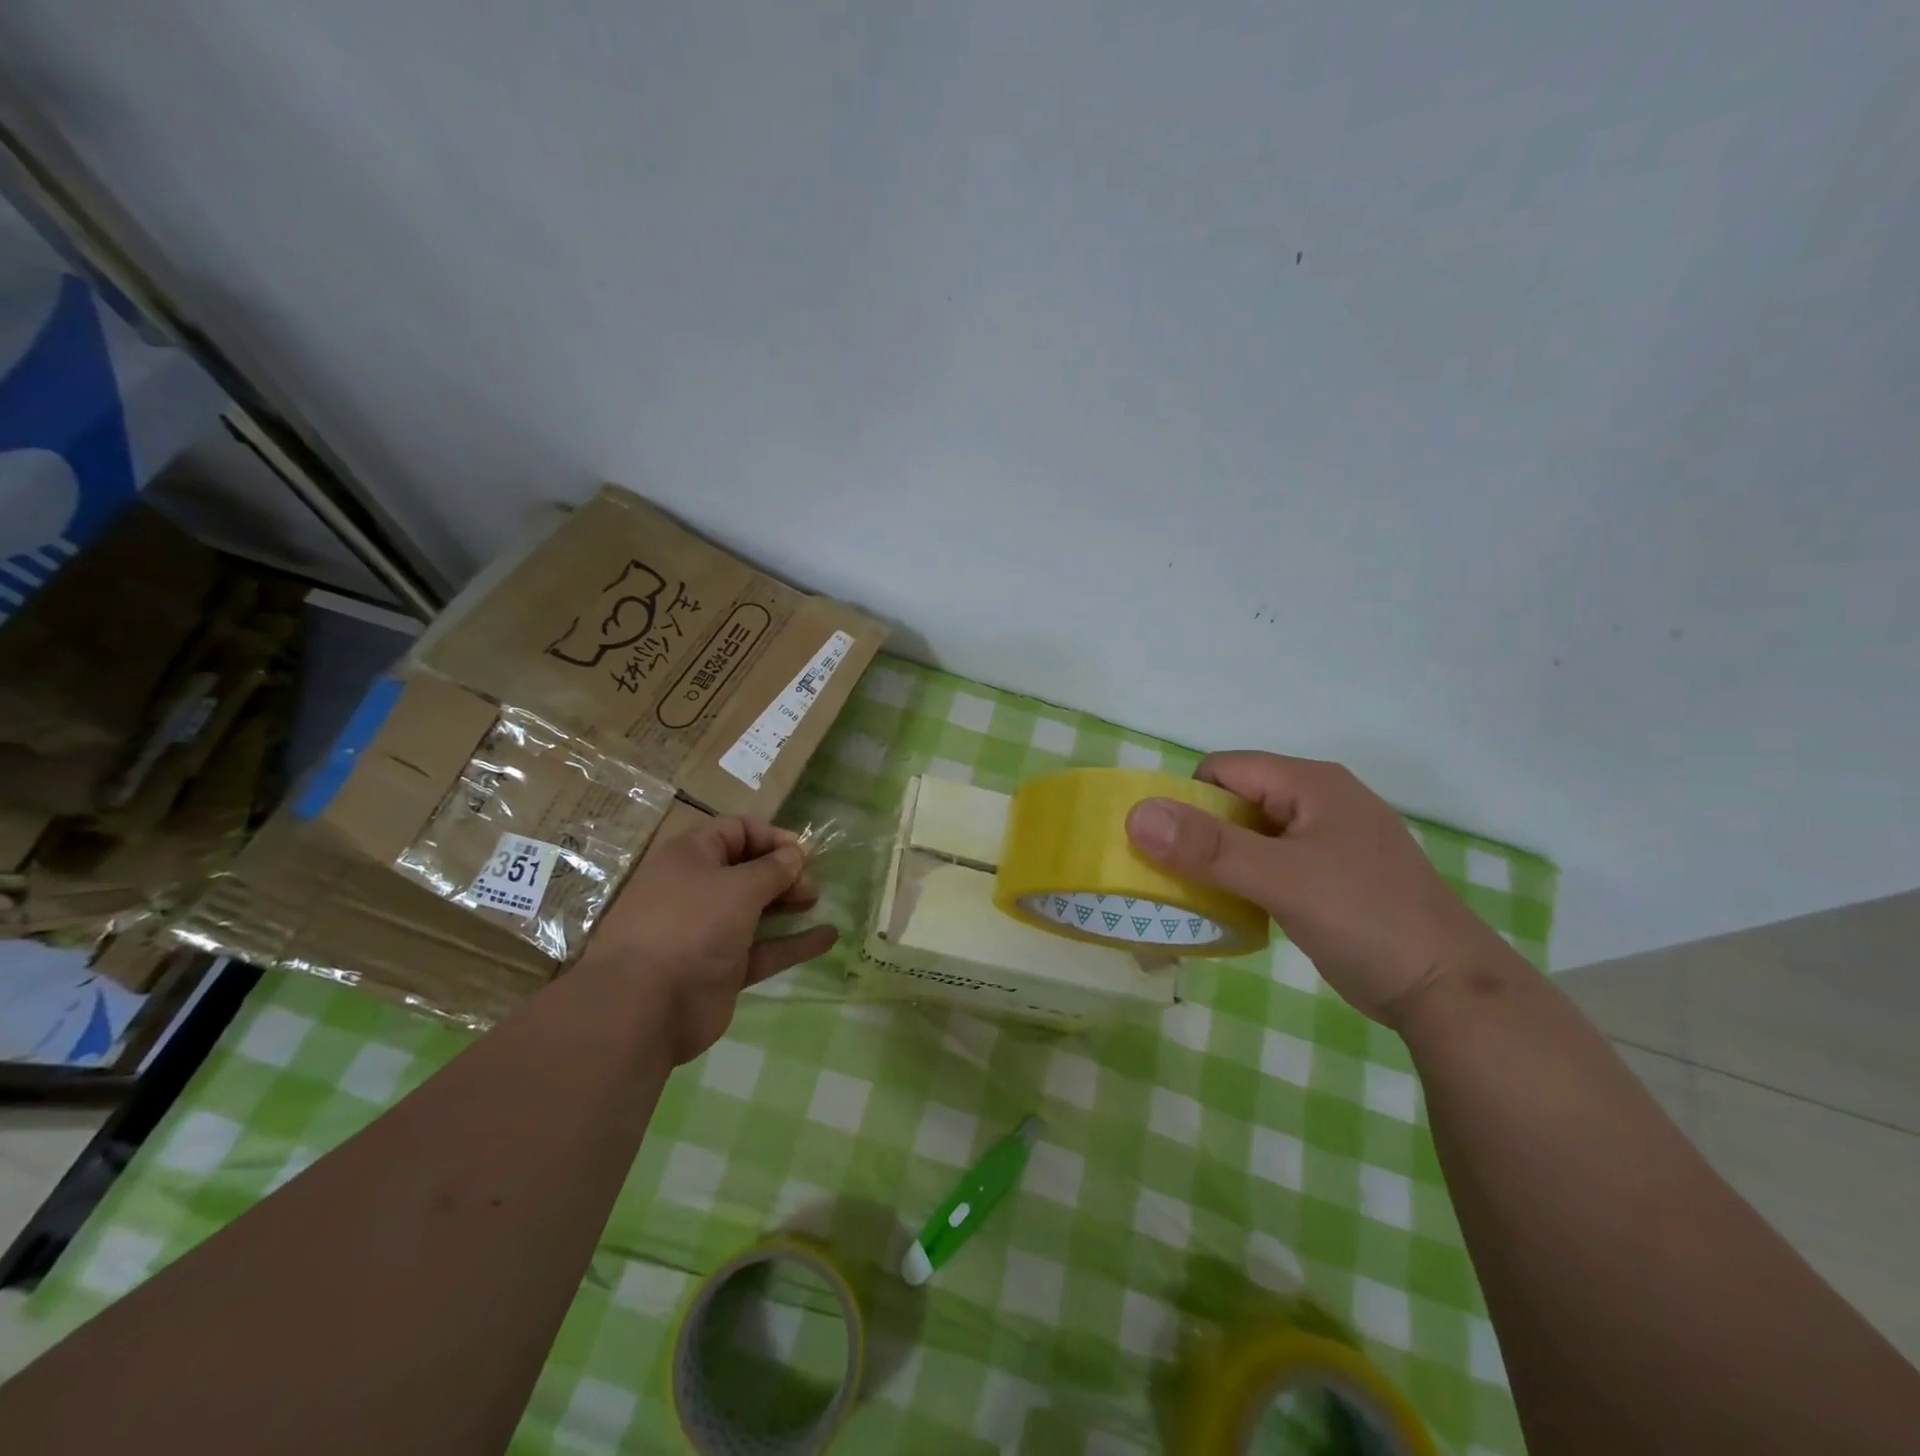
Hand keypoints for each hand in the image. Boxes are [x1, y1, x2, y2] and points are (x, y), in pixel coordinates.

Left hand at [579, 816, 838, 1063]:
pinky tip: (829, 937)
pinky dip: (794, 943)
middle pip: (748, 870)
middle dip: (783, 871)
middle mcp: (698, 890)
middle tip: (812, 882)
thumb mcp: (738, 887)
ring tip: (819, 900)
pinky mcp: (723, 969)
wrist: (645, 1007)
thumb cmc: (692, 926)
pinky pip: (764, 949)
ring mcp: (709, 932)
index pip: (736, 831)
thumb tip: (796, 854)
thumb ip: (773, 869)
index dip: (771, 836)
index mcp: (691, 857)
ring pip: (756, 909)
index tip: (805, 851)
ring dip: (789, 903)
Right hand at [1125, 752, 1508, 1027]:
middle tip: (1173, 877)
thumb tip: (1136, 814)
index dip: (1186, 799)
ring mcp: (1326, 839)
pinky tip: (1234, 909)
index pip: (1224, 769)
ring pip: (1250, 834)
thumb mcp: (1282, 880)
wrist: (1450, 992)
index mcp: (1310, 783)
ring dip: (1218, 861)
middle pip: (1235, 800)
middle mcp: (1318, 800)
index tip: (1163, 846)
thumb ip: (1209, 848)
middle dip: (1198, 834)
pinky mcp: (1329, 875)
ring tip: (1197, 897)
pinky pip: (1268, 862)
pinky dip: (1243, 880)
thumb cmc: (1367, 921)